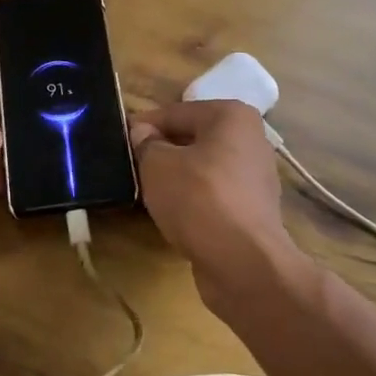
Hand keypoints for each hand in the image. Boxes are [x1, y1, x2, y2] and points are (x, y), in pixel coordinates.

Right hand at [128, 100, 297, 306]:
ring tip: (147, 192)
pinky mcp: (253, 210)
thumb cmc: (198, 198)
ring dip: (177, 177)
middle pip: (193, 138)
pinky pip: (214, 195)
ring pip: (203, 168)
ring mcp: (255, 177)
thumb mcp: (157, 165)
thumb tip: (142, 133)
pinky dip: (194, 201)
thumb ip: (146, 143)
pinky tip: (172, 215)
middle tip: (131, 166)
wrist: (243, 262)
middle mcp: (250, 139)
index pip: (176, 112)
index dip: (144, 126)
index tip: (119, 140)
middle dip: (162, 151)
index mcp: (231, 116)